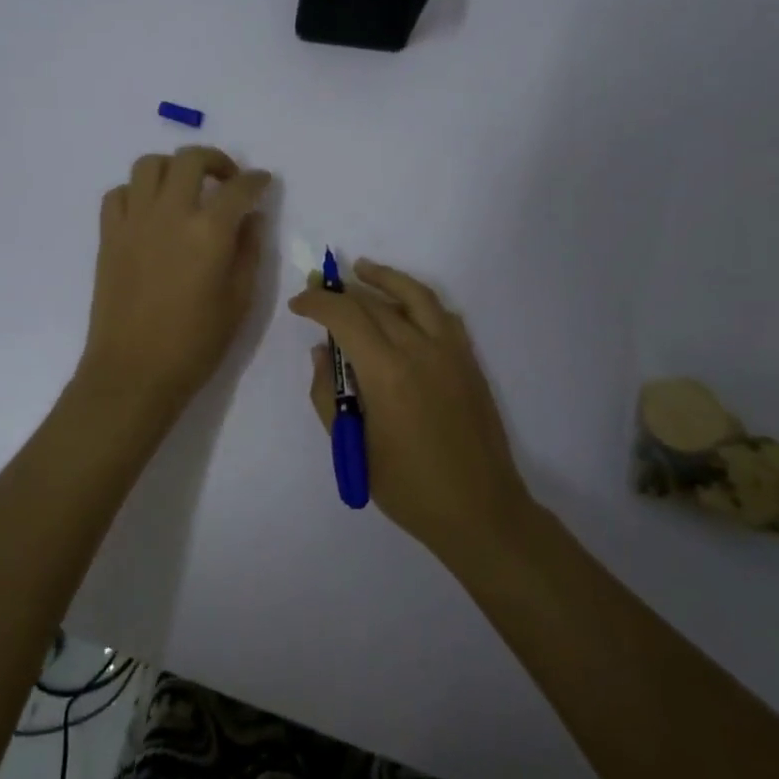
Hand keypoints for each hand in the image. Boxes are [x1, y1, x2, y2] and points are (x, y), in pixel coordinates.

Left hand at [77, 148, 272, 431]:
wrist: (133, 372)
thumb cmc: (195, 344)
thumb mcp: (239, 301)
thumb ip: (249, 251)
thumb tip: (251, 218)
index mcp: (209, 231)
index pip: (239, 188)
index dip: (256, 180)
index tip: (262, 182)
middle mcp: (170, 213)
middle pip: (190, 159)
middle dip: (215, 160)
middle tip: (226, 180)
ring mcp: (134, 221)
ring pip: (149, 165)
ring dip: (173, 168)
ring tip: (185, 189)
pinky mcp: (109, 235)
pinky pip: (118, 193)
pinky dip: (136, 192)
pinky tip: (149, 213)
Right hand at [289, 261, 532, 561]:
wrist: (479, 510)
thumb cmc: (408, 487)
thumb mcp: (353, 448)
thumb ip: (327, 395)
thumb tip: (322, 353)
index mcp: (386, 373)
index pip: (345, 316)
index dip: (317, 304)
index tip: (298, 305)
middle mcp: (419, 350)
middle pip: (374, 302)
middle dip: (342, 292)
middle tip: (319, 291)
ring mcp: (449, 351)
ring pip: (415, 295)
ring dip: (385, 278)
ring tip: (362, 269)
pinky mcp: (468, 360)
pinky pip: (442, 315)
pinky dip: (419, 300)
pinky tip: (405, 304)